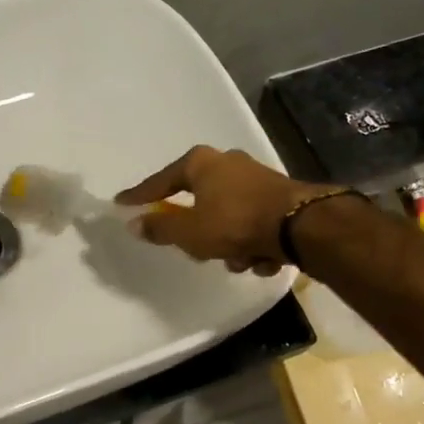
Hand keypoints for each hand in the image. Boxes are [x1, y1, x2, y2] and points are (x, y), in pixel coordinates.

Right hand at [115, 146, 337, 272]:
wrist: (301, 225)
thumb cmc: (235, 222)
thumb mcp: (189, 231)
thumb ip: (160, 228)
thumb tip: (134, 224)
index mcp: (201, 163)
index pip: (161, 181)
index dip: (140, 196)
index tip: (122, 203)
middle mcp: (227, 163)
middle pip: (198, 200)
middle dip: (199, 232)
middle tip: (198, 249)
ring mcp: (256, 178)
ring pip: (227, 217)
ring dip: (229, 244)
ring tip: (239, 260)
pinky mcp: (278, 197)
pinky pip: (252, 224)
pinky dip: (253, 243)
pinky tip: (262, 258)